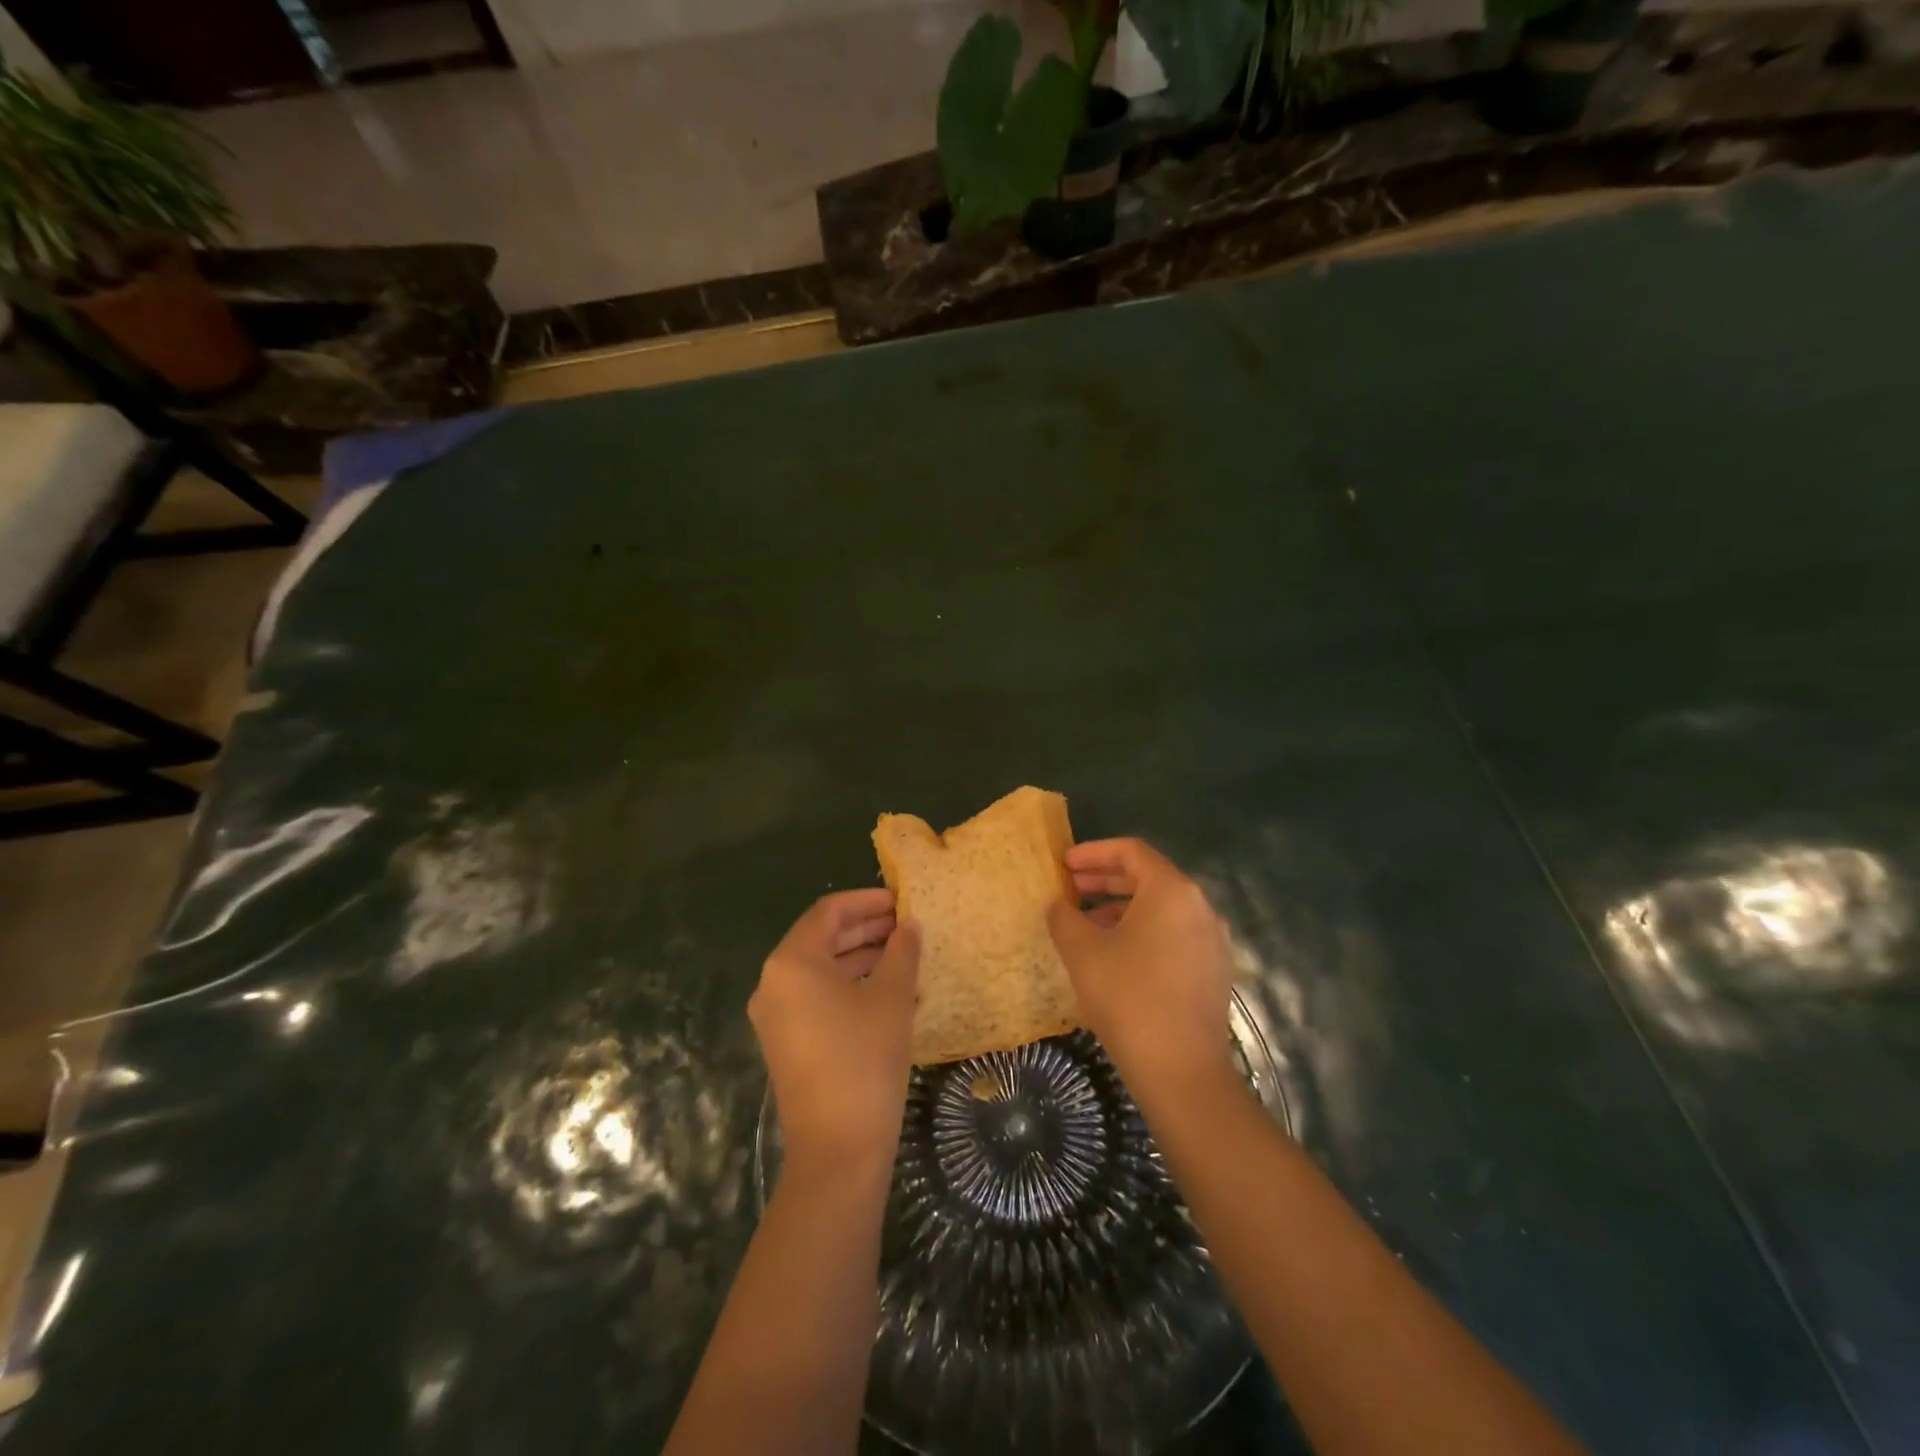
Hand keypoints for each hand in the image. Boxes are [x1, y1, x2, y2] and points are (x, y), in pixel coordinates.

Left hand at [751, 889, 920, 1172]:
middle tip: (907, 926)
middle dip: (866, 929)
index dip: (867, 901)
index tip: (901, 901)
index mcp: (791, 962)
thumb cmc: (864, 1058)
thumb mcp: (891, 997)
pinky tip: (888, 992)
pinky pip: (818, 998)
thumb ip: (902, 952)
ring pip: (821, 970)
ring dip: (861, 958)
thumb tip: (909, 927)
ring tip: (905, 956)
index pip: (829, 912)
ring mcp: (776, 1016)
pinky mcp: (786, 1043)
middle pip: (822, 939)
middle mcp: (774, 983)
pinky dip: (850, 987)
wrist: (838, 1148)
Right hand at [1047, 838, 1235, 1099]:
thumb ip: (1064, 918)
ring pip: (1161, 909)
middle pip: (1148, 878)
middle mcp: (1200, 906)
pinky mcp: (1214, 971)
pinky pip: (1173, 934)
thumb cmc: (1128, 998)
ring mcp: (1212, 940)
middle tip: (1070, 888)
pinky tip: (1116, 955)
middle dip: (1105, 880)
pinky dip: (1142, 932)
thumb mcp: (1083, 952)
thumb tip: (1058, 905)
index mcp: (1172, 891)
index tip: (1064, 863)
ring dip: (1121, 908)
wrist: (1182, 1072)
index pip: (1131, 852)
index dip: (1093, 852)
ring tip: (1086, 924)